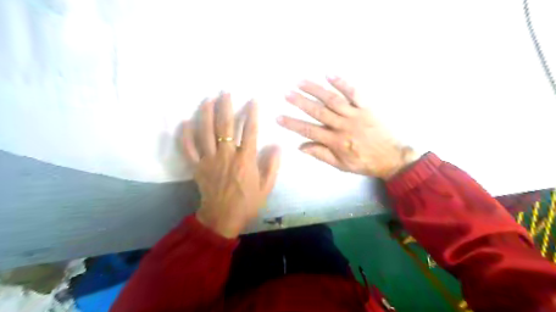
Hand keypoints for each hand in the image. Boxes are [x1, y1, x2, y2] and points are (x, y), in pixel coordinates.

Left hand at [182, 94, 279, 237]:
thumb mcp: (267, 187)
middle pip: (225, 127)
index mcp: (245, 160)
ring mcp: (209, 161)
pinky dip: (185, 135)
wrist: (223, 218)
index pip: (250, 131)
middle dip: (226, 106)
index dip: (252, 114)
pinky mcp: (197, 167)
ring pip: (205, 133)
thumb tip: (277, 145)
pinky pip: (188, 149)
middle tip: (225, 91)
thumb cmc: (247, 203)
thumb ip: (272, 165)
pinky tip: (186, 122)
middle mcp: (226, 156)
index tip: (253, 99)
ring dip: (206, 114)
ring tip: (208, 99)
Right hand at [275, 76, 414, 180]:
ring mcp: (356, 114)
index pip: (309, 131)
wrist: (393, 157)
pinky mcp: (367, 106)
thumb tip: (301, 146)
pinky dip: (342, 82)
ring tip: (300, 82)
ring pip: (332, 99)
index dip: (293, 124)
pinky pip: (354, 92)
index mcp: (336, 141)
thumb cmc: (365, 162)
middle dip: (300, 102)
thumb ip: (321, 154)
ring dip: (315, 90)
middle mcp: (343, 125)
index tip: (279, 117)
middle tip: (287, 93)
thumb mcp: (341, 165)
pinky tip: (329, 74)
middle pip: (318, 112)